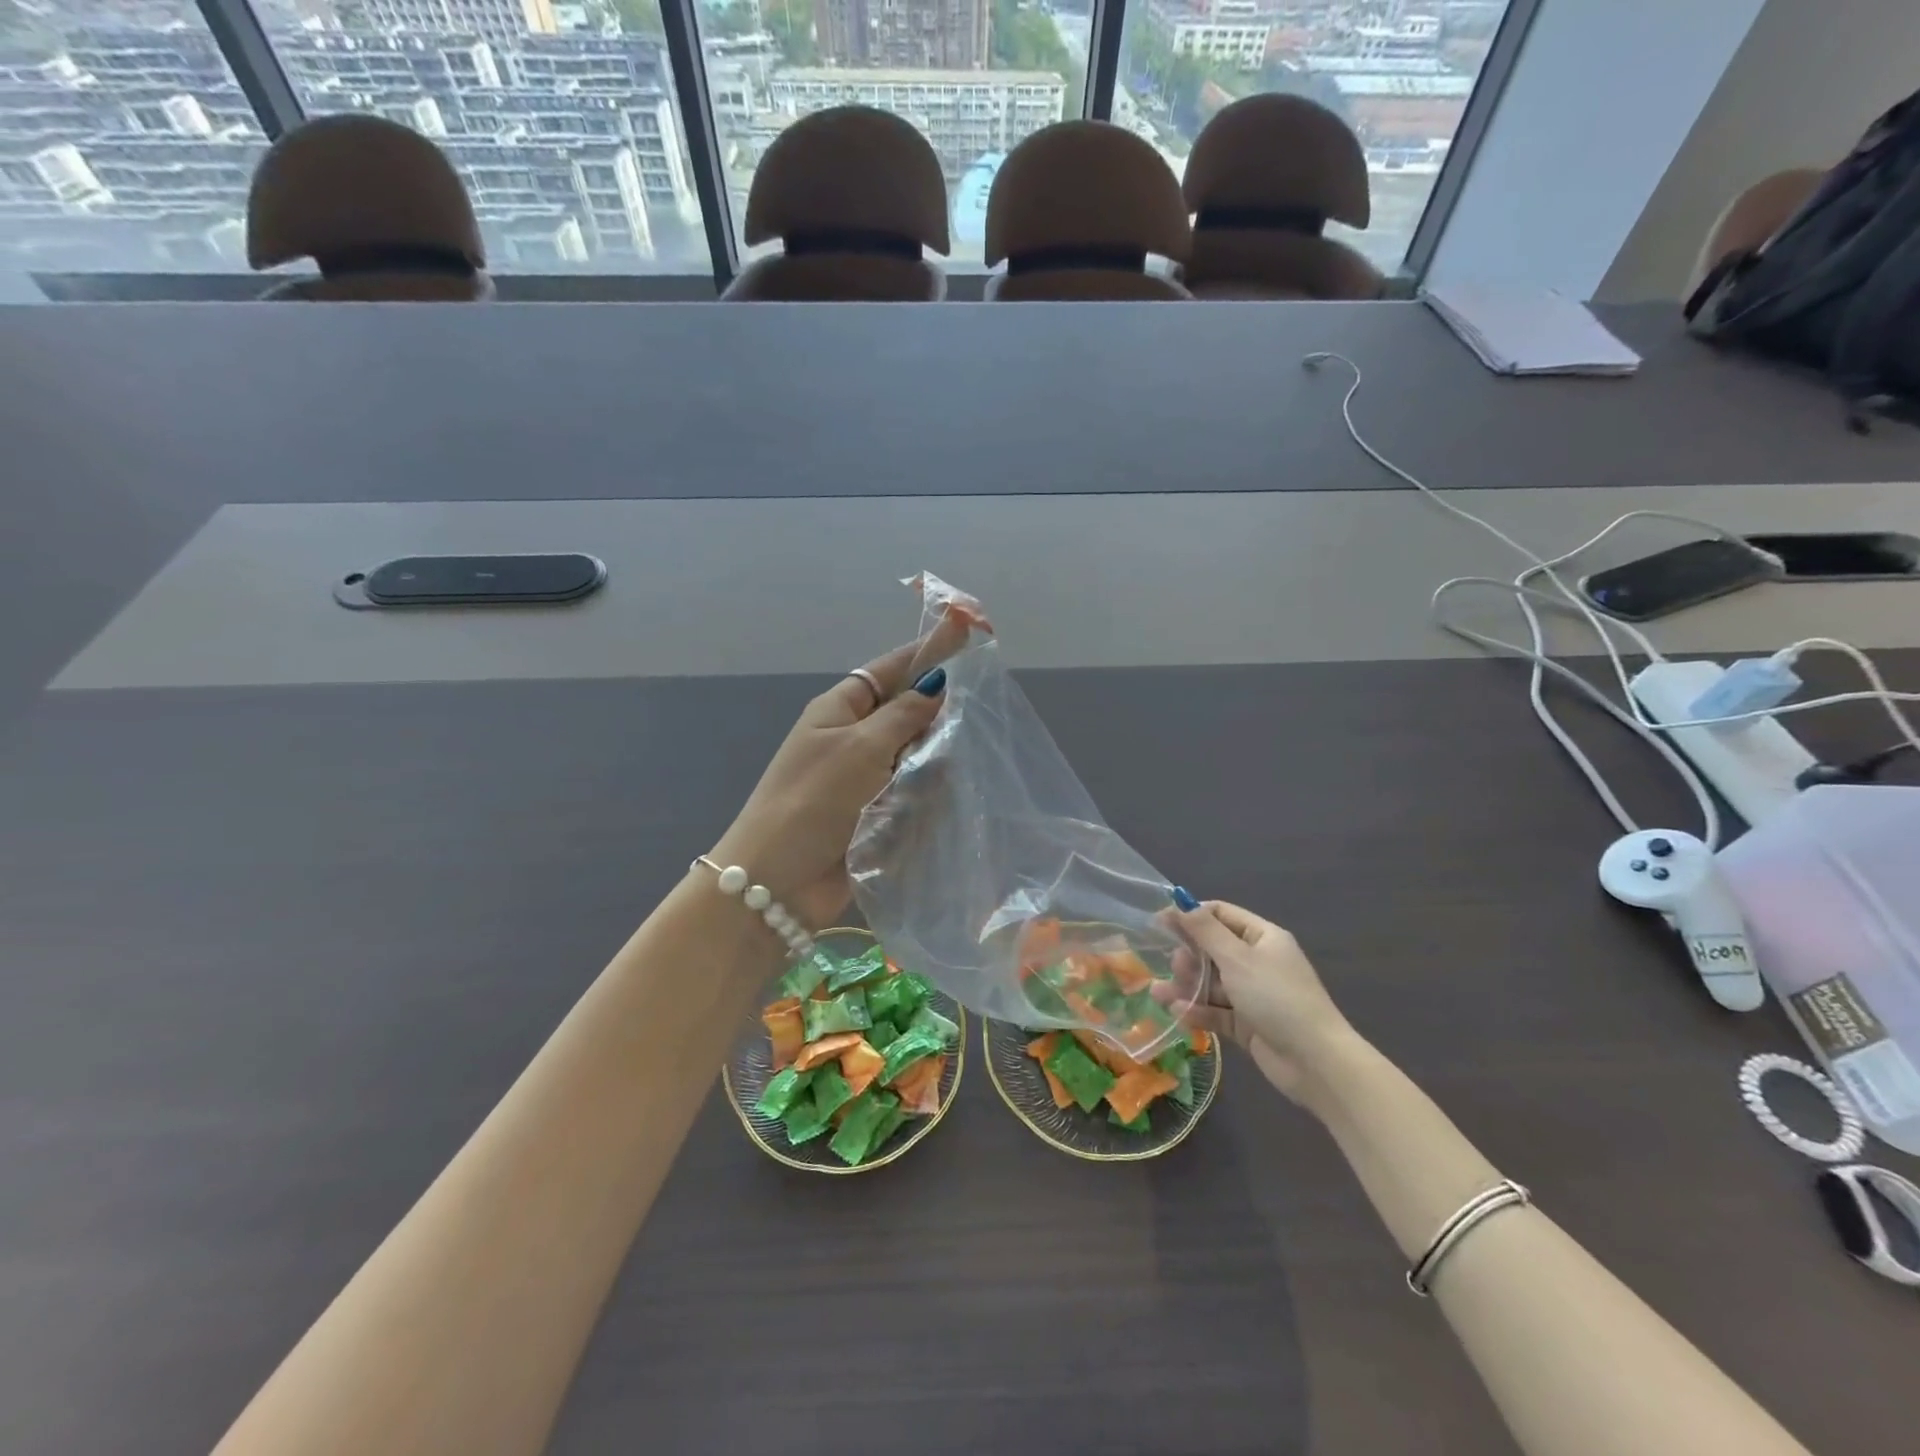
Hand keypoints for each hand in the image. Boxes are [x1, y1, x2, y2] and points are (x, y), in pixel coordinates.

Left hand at [711, 614, 968, 928]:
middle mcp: (854, 739)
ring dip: (936, 757)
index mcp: (841, 709)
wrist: (777, 881)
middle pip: (907, 713)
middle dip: (937, 712)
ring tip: (966, 757)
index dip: (926, 651)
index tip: (967, 632)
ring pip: (916, 755)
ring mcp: (865, 779)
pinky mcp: (877, 816)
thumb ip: (904, 714)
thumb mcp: (861, 747)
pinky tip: (953, 794)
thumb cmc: (814, 800)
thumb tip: (937, 682)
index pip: (889, 669)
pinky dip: (930, 792)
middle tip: (976, 710)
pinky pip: (914, 792)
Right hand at [1167, 900, 1358, 1104]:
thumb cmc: (1276, 997)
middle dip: (1188, 956)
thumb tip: (1179, 902)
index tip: (1160, 922)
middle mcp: (1257, 962)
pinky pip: (1216, 1011)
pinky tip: (1178, 1013)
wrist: (1315, 1061)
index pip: (1221, 915)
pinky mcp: (1247, 1024)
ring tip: (1161, 994)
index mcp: (1262, 937)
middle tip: (1172, 965)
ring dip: (1187, 986)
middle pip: (1212, 950)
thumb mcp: (1237, 958)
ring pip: (1211, 983)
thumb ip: (1205, 931)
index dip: (1191, 916)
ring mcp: (1252, 994)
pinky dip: (1198, 1011)